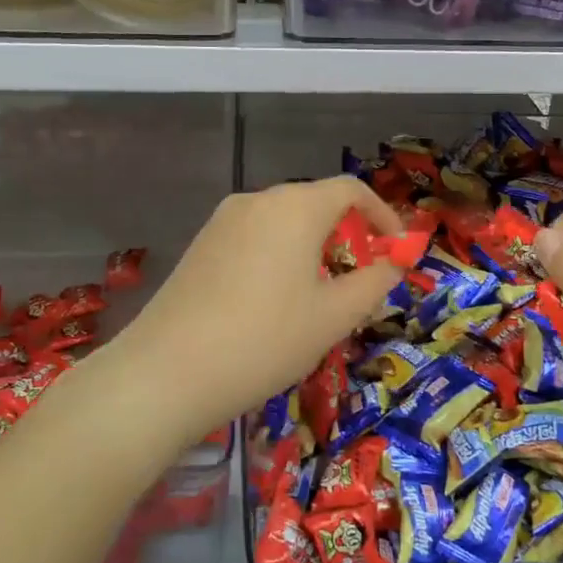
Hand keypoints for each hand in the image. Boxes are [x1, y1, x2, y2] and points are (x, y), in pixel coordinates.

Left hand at [105, 178, 403, 441]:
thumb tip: (393, 263)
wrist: (166, 372)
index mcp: (295, 207)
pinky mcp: (200, 245)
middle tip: (361, 278)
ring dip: (312, 247)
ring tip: (320, 294)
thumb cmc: (265, 339)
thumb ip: (373, 282)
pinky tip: (275, 301)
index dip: (382, 215)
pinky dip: (279, 255)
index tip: (396, 250)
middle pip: (315, 203)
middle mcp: (257, 201)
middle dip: (347, 234)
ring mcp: (222, 221)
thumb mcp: (333, 316)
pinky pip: (254, 238)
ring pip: (283, 222)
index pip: (351, 190)